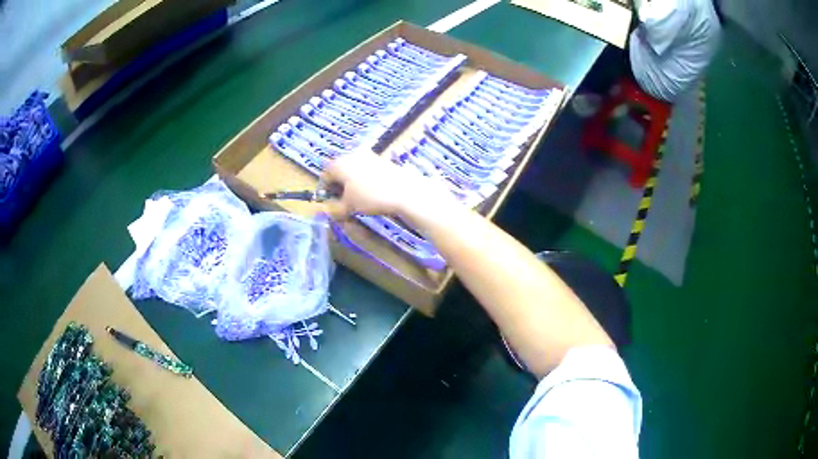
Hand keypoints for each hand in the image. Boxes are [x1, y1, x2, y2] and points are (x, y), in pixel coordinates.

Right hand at [321, 150, 448, 219]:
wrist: (404, 190)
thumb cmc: (370, 197)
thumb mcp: (349, 206)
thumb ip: (335, 209)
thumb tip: (329, 212)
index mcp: (339, 163)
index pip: (325, 176)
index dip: (324, 191)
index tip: (329, 203)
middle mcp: (351, 154)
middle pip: (338, 170)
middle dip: (338, 185)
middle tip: (342, 201)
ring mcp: (367, 155)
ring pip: (352, 169)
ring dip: (350, 182)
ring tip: (356, 198)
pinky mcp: (380, 159)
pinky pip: (365, 169)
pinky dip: (363, 179)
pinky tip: (370, 192)